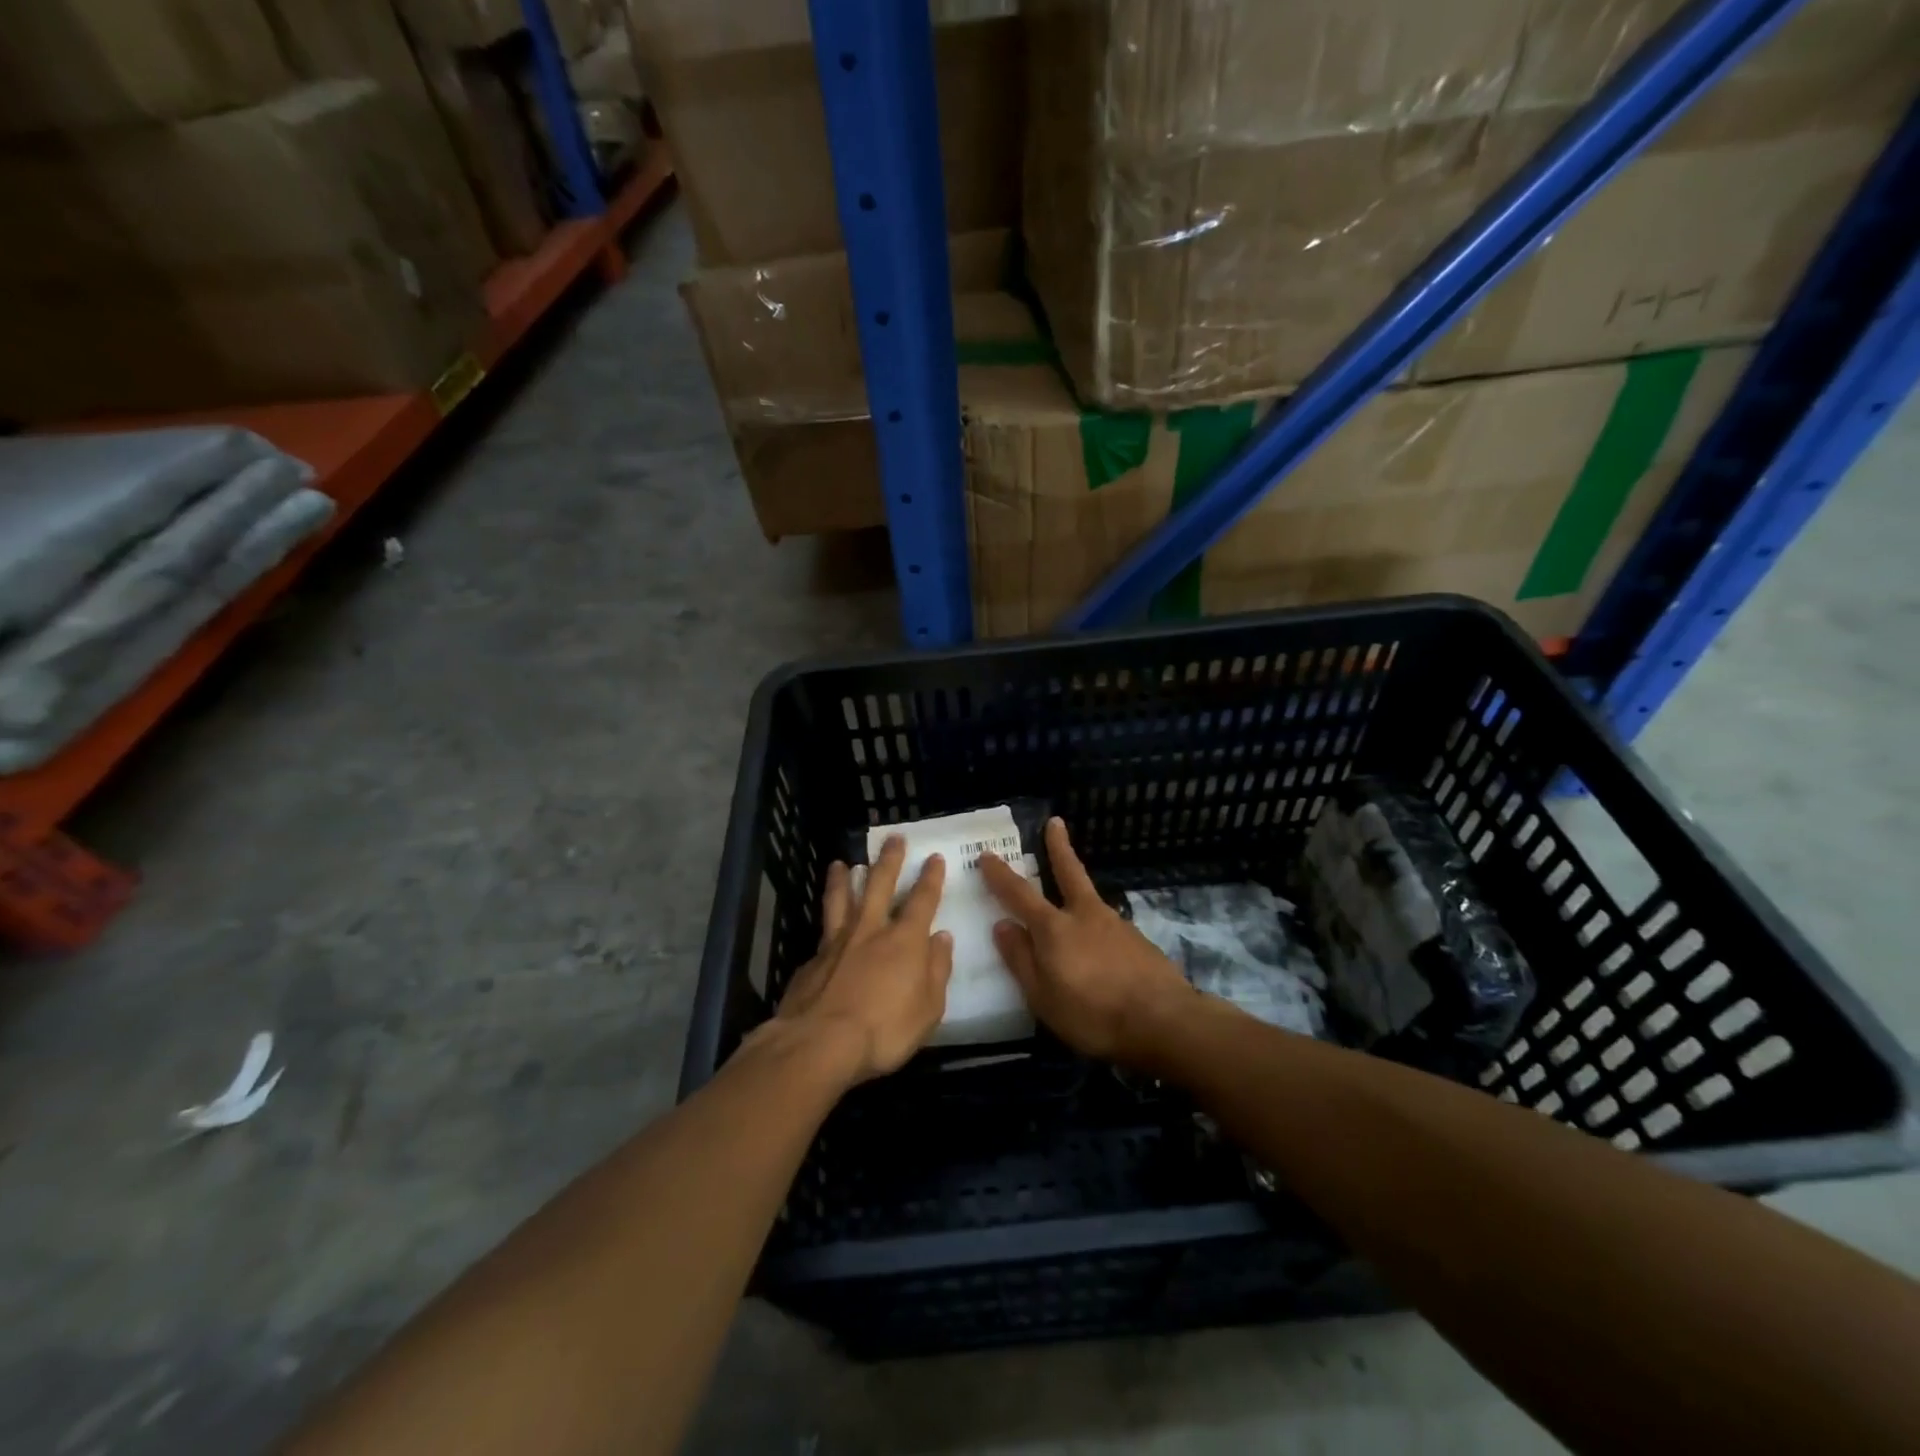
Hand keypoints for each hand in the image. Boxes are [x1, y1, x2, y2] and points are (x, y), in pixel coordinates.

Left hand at [770, 836, 953, 1084]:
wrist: (819, 1043)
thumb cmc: (885, 1030)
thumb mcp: (929, 1008)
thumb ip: (937, 970)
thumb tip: (942, 937)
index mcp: (904, 940)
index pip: (922, 900)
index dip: (930, 878)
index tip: (934, 857)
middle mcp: (870, 930)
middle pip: (879, 885)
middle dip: (889, 860)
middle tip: (893, 838)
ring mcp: (836, 942)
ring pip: (840, 899)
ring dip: (842, 878)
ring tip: (840, 862)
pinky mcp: (811, 960)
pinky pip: (822, 931)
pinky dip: (826, 922)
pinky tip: (824, 925)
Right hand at [979, 818, 1194, 1066]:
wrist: (1163, 1021)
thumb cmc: (1093, 1014)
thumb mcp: (1043, 996)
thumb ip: (1021, 959)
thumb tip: (1002, 925)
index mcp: (1054, 928)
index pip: (1019, 894)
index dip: (1000, 874)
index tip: (986, 854)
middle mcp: (1085, 916)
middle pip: (1069, 873)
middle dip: (1059, 847)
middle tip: (1055, 822)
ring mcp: (1116, 925)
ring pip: (1090, 900)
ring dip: (1078, 890)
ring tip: (1073, 902)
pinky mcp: (1138, 941)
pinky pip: (1108, 927)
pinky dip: (1098, 928)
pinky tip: (1101, 948)